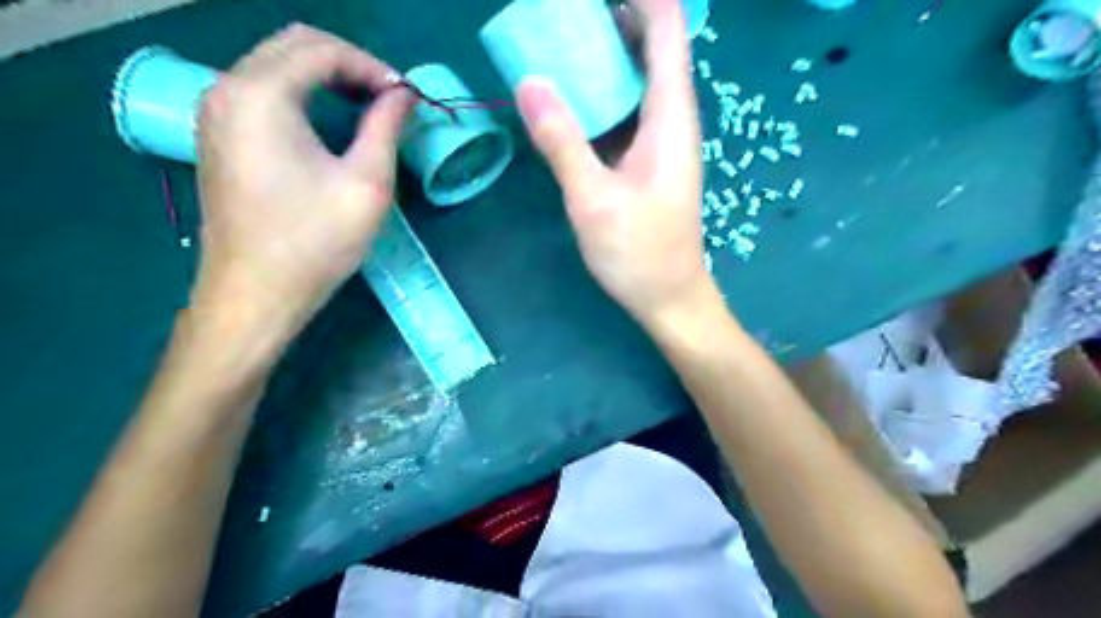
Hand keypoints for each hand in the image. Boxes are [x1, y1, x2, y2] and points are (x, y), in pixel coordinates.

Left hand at [194, 24, 413, 333]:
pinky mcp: (218, 137)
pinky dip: (302, 94)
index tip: (407, 98)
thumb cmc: (316, 241)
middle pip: (294, 45)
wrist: (256, 293)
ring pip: (276, 65)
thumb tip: (403, 95)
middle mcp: (227, 89)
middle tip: (389, 99)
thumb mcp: (367, 183)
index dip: (372, 67)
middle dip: (349, 64)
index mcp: (261, 95)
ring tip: (368, 110)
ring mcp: (216, 113)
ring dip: (326, 77)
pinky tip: (330, 125)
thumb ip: (386, 127)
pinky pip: (262, 92)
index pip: (322, 50)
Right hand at [514, 0, 718, 326]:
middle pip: (653, 47)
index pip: (668, 31)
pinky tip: (572, 96)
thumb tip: (529, 82)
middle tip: (564, 15)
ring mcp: (660, 141)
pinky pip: (627, 110)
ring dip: (607, 53)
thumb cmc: (638, 253)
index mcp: (669, 117)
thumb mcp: (593, 200)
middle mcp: (671, 119)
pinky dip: (603, 92)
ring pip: (639, 78)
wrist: (668, 297)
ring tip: (562, 39)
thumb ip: (562, 142)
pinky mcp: (647, 160)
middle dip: (615, 18)